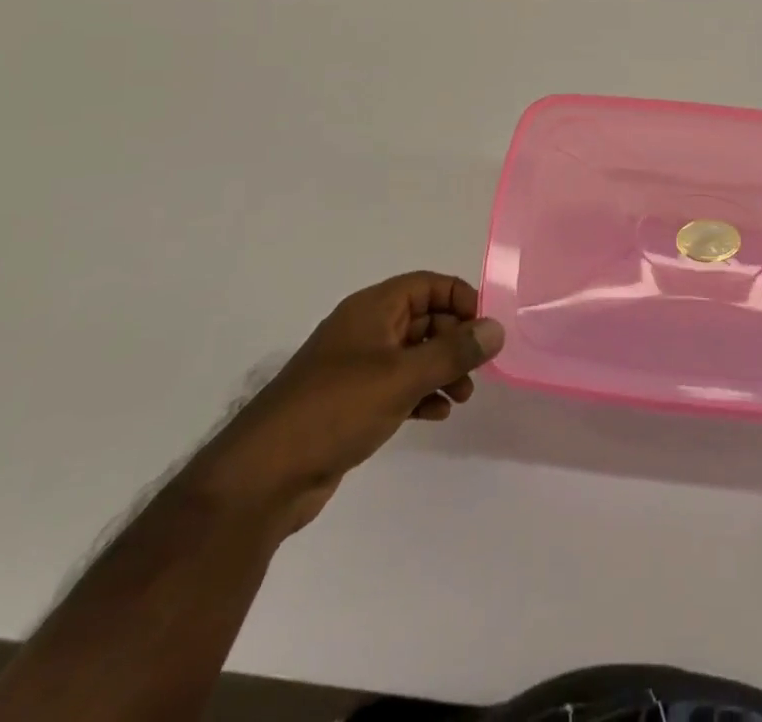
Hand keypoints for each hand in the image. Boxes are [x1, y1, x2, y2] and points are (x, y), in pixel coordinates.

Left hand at [188, 272, 503, 538]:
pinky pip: (397, 385)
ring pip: (412, 354)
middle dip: (455, 340)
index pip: (427, 285)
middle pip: (423, 318)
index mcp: (372, 309)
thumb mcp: (402, 376)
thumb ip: (453, 351)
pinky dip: (421, 393)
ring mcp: (356, 367)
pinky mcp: (350, 403)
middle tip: (477, 371)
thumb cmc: (336, 409)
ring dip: (442, 369)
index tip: (485, 329)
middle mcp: (364, 330)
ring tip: (463, 397)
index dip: (460, 299)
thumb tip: (497, 328)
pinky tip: (437, 414)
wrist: (264, 477)